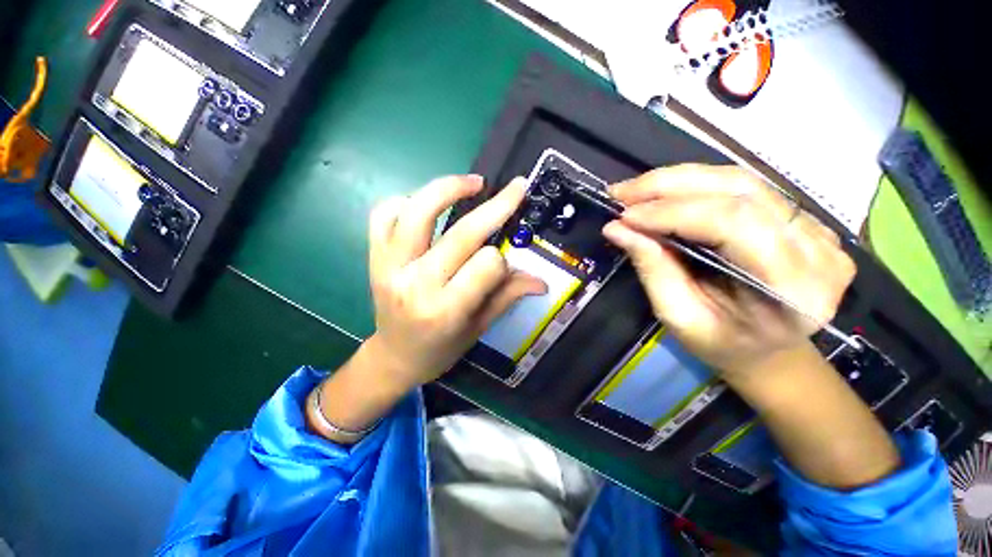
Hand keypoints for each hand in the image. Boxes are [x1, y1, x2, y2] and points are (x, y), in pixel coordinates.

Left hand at [365, 175, 545, 391]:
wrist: (394, 356)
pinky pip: (383, 215)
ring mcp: (390, 266)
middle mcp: (416, 284)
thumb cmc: (440, 348)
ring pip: (418, 212)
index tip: (504, 264)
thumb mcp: (479, 327)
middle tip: (516, 188)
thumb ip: (508, 296)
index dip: (502, 260)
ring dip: (449, 188)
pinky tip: (425, 204)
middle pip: (462, 233)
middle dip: (497, 207)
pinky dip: (405, 200)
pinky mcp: (375, 257)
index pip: (487, 265)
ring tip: (473, 183)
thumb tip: (542, 280)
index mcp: (446, 309)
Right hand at [602, 165, 855, 384]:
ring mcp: (816, 228)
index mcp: (794, 289)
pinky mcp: (802, 218)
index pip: (734, 224)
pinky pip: (744, 188)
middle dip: (669, 186)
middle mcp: (817, 249)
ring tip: (635, 190)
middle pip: (740, 190)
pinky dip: (695, 185)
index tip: (624, 216)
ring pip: (740, 181)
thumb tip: (616, 229)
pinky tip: (663, 194)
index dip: (672, 213)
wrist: (767, 349)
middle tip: (621, 192)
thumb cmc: (721, 343)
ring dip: (678, 180)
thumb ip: (652, 268)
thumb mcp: (679, 316)